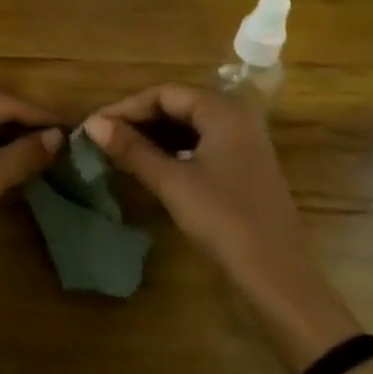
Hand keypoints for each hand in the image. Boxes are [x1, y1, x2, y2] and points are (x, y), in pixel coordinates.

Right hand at [81, 85, 312, 296]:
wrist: (279, 279)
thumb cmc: (224, 221)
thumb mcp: (172, 183)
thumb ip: (132, 150)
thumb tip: (93, 124)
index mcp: (222, 110)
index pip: (163, 94)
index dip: (126, 108)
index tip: (94, 126)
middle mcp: (236, 116)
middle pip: (177, 105)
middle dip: (139, 120)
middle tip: (103, 138)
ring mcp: (243, 142)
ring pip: (188, 126)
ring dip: (154, 136)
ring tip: (120, 151)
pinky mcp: (244, 166)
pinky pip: (201, 144)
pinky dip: (173, 150)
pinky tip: (151, 165)